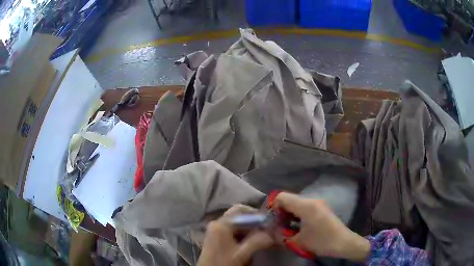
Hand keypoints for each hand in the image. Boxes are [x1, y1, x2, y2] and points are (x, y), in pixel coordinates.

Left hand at [197, 205, 273, 265]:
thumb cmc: (224, 263)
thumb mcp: (242, 254)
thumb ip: (258, 241)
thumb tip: (273, 233)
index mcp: (221, 224)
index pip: (241, 210)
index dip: (257, 215)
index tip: (269, 222)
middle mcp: (217, 223)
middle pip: (238, 214)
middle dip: (253, 220)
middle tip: (266, 228)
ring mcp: (215, 229)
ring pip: (236, 222)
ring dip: (249, 227)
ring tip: (261, 235)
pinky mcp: (216, 236)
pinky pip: (232, 229)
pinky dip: (243, 232)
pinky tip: (250, 240)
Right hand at [274, 192, 369, 261]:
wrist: (344, 243)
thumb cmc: (321, 241)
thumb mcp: (297, 241)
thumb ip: (280, 235)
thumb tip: (269, 232)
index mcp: (306, 205)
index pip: (282, 197)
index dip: (273, 207)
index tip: (271, 220)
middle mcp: (312, 200)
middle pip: (289, 199)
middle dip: (280, 211)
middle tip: (278, 226)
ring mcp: (318, 203)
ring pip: (296, 203)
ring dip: (289, 214)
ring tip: (287, 228)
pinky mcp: (322, 208)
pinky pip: (304, 207)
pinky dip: (297, 215)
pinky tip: (297, 227)